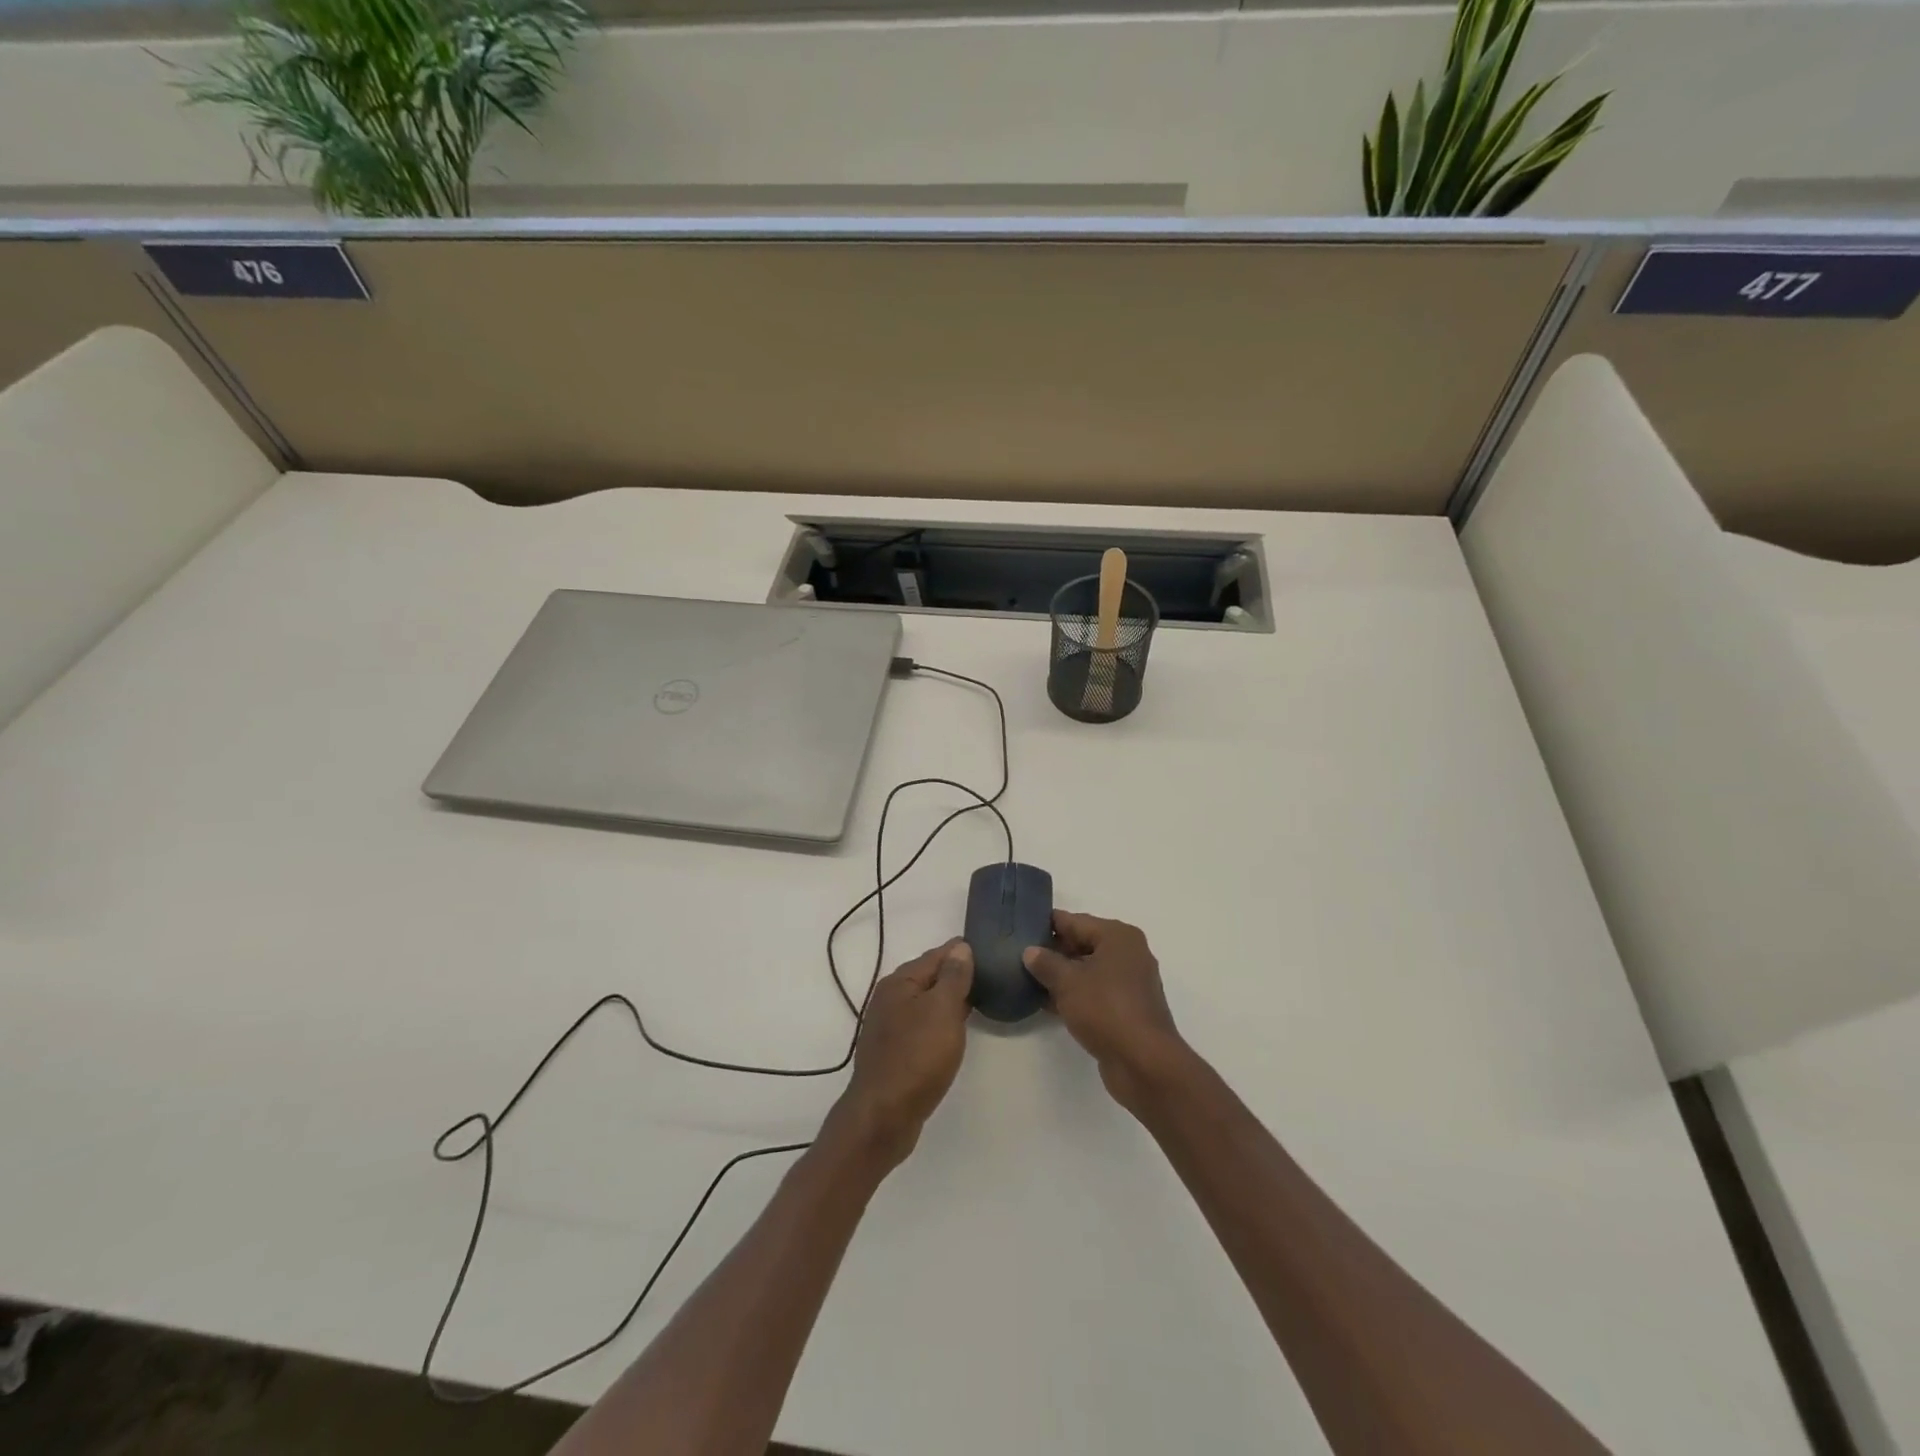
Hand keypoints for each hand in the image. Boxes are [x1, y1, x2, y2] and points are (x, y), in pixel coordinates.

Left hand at [835, 939, 973, 1166]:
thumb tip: (960, 947)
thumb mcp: (943, 1010)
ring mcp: (890, 1026)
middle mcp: (890, 998)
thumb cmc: (917, 1056)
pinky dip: (940, 1021)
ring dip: (949, 999)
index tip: (989, 949)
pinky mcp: (894, 1051)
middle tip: (989, 974)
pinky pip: (922, 1025)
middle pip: (929, 977)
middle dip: (956, 974)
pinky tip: (954, 1031)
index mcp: (900, 982)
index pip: (937, 955)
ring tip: (978, 999)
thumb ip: (954, 977)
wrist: (884, 1116)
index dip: (962, 951)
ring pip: (926, 1002)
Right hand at [1023, 912, 1189, 1114]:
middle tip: (1019, 956)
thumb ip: (1046, 963)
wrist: (1143, 1062)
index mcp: (1118, 936)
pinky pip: (1095, 993)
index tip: (1021, 928)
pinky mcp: (1127, 1009)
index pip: (1076, 921)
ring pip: (1088, 970)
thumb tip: (1030, 951)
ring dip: (1062, 976)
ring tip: (1028, 979)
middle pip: (1083, 944)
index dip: (1047, 924)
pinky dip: (1075, 995)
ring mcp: (1130, 983)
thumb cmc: (1106, 1009)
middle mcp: (1128, 954)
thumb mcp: (1068, 982)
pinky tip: (1047, 1004)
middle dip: (1053, 951)